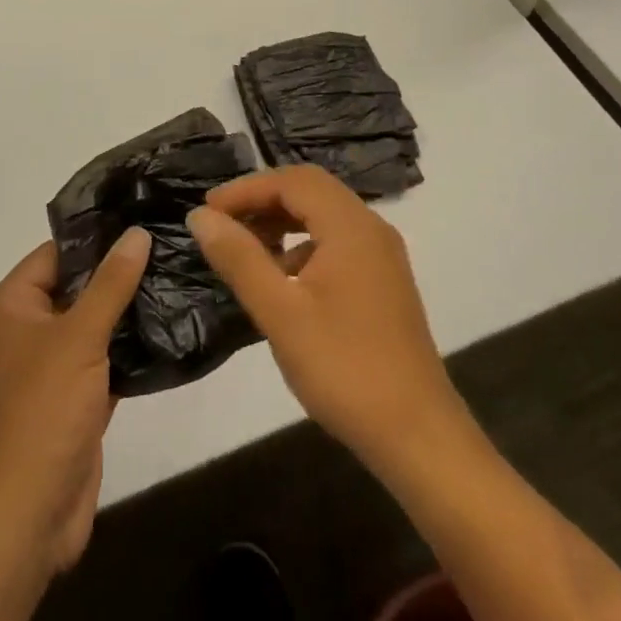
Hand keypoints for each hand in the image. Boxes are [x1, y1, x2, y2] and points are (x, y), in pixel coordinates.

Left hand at [0, 228, 150, 573]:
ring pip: (90, 323)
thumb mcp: (79, 336)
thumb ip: (111, 283)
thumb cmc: (44, 410)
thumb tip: (136, 233)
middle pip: (74, 286)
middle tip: (163, 246)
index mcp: (10, 306)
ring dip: (125, 311)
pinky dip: (126, 348)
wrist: (31, 514)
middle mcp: (24, 330)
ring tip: (171, 278)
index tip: (139, 220)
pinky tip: (164, 328)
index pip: (54, 254)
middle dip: (115, 273)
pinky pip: (100, 358)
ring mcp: (47, 367)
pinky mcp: (71, 398)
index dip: (95, 238)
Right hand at [186, 166, 467, 474]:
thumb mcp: (280, 313)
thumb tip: (200, 216)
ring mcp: (382, 256)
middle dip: (262, 200)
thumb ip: (239, 258)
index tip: (208, 211)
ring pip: (323, 215)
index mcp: (350, 226)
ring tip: (246, 249)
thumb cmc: (345, 369)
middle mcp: (370, 228)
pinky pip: (337, 240)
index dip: (245, 189)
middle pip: (309, 190)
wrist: (419, 439)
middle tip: (223, 223)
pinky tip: (283, 280)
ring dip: (282, 221)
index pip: (290, 181)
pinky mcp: (384, 282)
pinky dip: (303, 244)